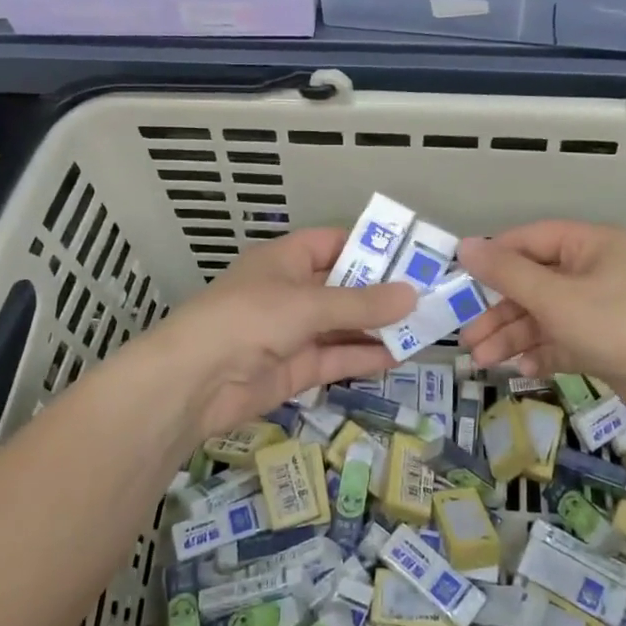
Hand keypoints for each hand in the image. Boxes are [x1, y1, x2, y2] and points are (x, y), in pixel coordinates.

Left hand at [139, 228, 414, 448]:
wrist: (194, 382)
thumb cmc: (248, 319)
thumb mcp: (307, 304)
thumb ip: (361, 303)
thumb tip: (413, 295)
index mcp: (286, 260)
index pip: (333, 243)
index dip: (370, 247)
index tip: (411, 256)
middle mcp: (291, 292)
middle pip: (345, 286)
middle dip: (383, 292)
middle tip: (431, 295)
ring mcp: (294, 332)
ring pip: (345, 325)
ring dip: (380, 326)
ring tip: (426, 327)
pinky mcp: (297, 368)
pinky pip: (337, 357)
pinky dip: (365, 356)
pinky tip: (401, 355)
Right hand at [457, 222, 625, 422]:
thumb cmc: (617, 325)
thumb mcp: (554, 297)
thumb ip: (506, 273)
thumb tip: (464, 246)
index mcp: (590, 245)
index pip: (530, 240)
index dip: (494, 258)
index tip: (461, 281)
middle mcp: (595, 271)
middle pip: (533, 283)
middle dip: (499, 312)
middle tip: (467, 337)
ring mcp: (601, 309)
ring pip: (544, 316)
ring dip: (513, 337)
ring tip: (483, 361)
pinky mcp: (604, 343)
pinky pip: (562, 341)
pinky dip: (541, 353)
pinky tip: (522, 369)